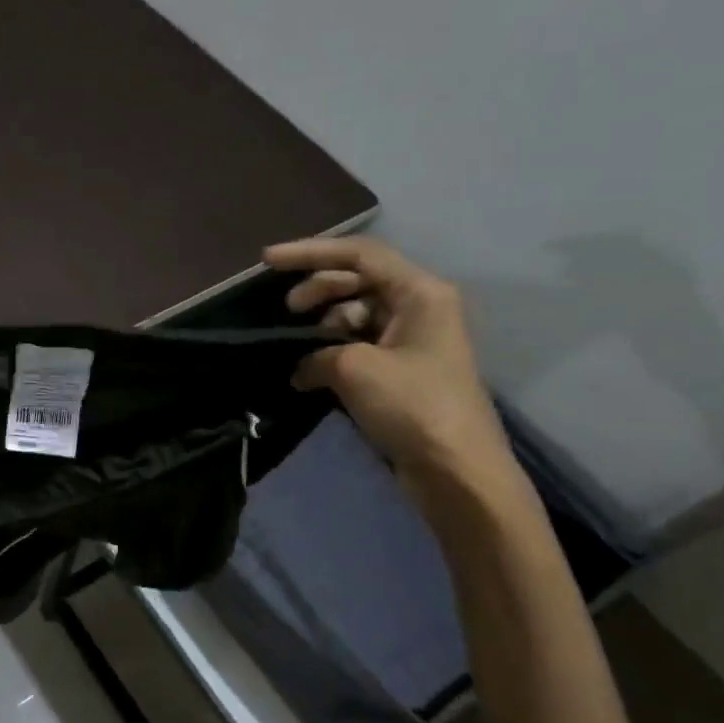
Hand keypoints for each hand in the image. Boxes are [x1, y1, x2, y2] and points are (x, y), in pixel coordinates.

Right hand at [264, 235, 512, 486]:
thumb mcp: (355, 369)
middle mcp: (420, 307)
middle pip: (358, 280)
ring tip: (300, 350)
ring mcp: (413, 339)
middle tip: (286, 312)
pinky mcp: (404, 370)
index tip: (266, 262)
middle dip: (317, 289)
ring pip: (358, 314)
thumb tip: (302, 368)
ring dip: (324, 325)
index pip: (359, 255)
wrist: (457, 469)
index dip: (310, 253)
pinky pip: (361, 344)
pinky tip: (310, 372)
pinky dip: (333, 352)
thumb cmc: (412, 405)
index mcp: (420, 292)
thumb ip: (317, 354)